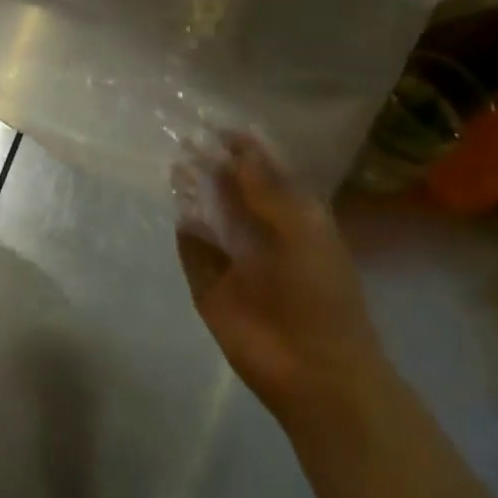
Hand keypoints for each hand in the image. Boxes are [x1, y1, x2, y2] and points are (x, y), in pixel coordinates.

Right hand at [174, 135, 384, 423]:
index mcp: (295, 220)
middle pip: (232, 191)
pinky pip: (190, 248)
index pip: (266, 176)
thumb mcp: (302, 232)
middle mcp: (261, 234)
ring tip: (177, 168)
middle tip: (188, 141)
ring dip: (195, 193)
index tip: (219, 128)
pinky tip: (177, 209)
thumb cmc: (320, 296)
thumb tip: (238, 150)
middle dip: (213, 167)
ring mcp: (232, 259)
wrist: (312, 370)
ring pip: (208, 215)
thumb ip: (267, 190)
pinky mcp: (206, 282)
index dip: (246, 152)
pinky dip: (183, 228)